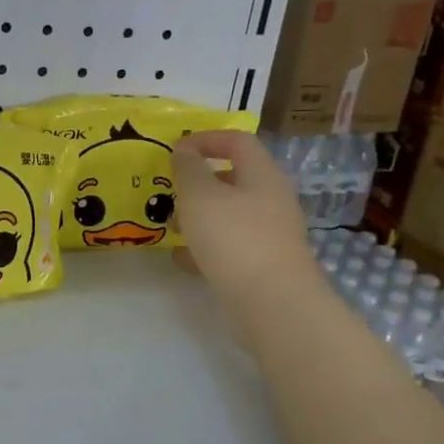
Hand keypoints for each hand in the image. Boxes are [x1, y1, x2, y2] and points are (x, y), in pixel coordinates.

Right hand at [171, 131, 320, 330]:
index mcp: (262, 175)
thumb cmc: (234, 239)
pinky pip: (230, 246)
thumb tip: (184, 151)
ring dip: (199, 216)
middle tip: (170, 192)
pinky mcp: (264, 265)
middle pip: (234, 179)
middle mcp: (271, 200)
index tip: (175, 150)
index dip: (206, 139)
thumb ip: (188, 169)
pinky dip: (206, 247)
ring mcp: (270, 234)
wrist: (273, 304)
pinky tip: (183, 259)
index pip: (237, 141)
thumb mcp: (200, 196)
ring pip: (229, 214)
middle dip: (198, 183)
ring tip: (171, 228)